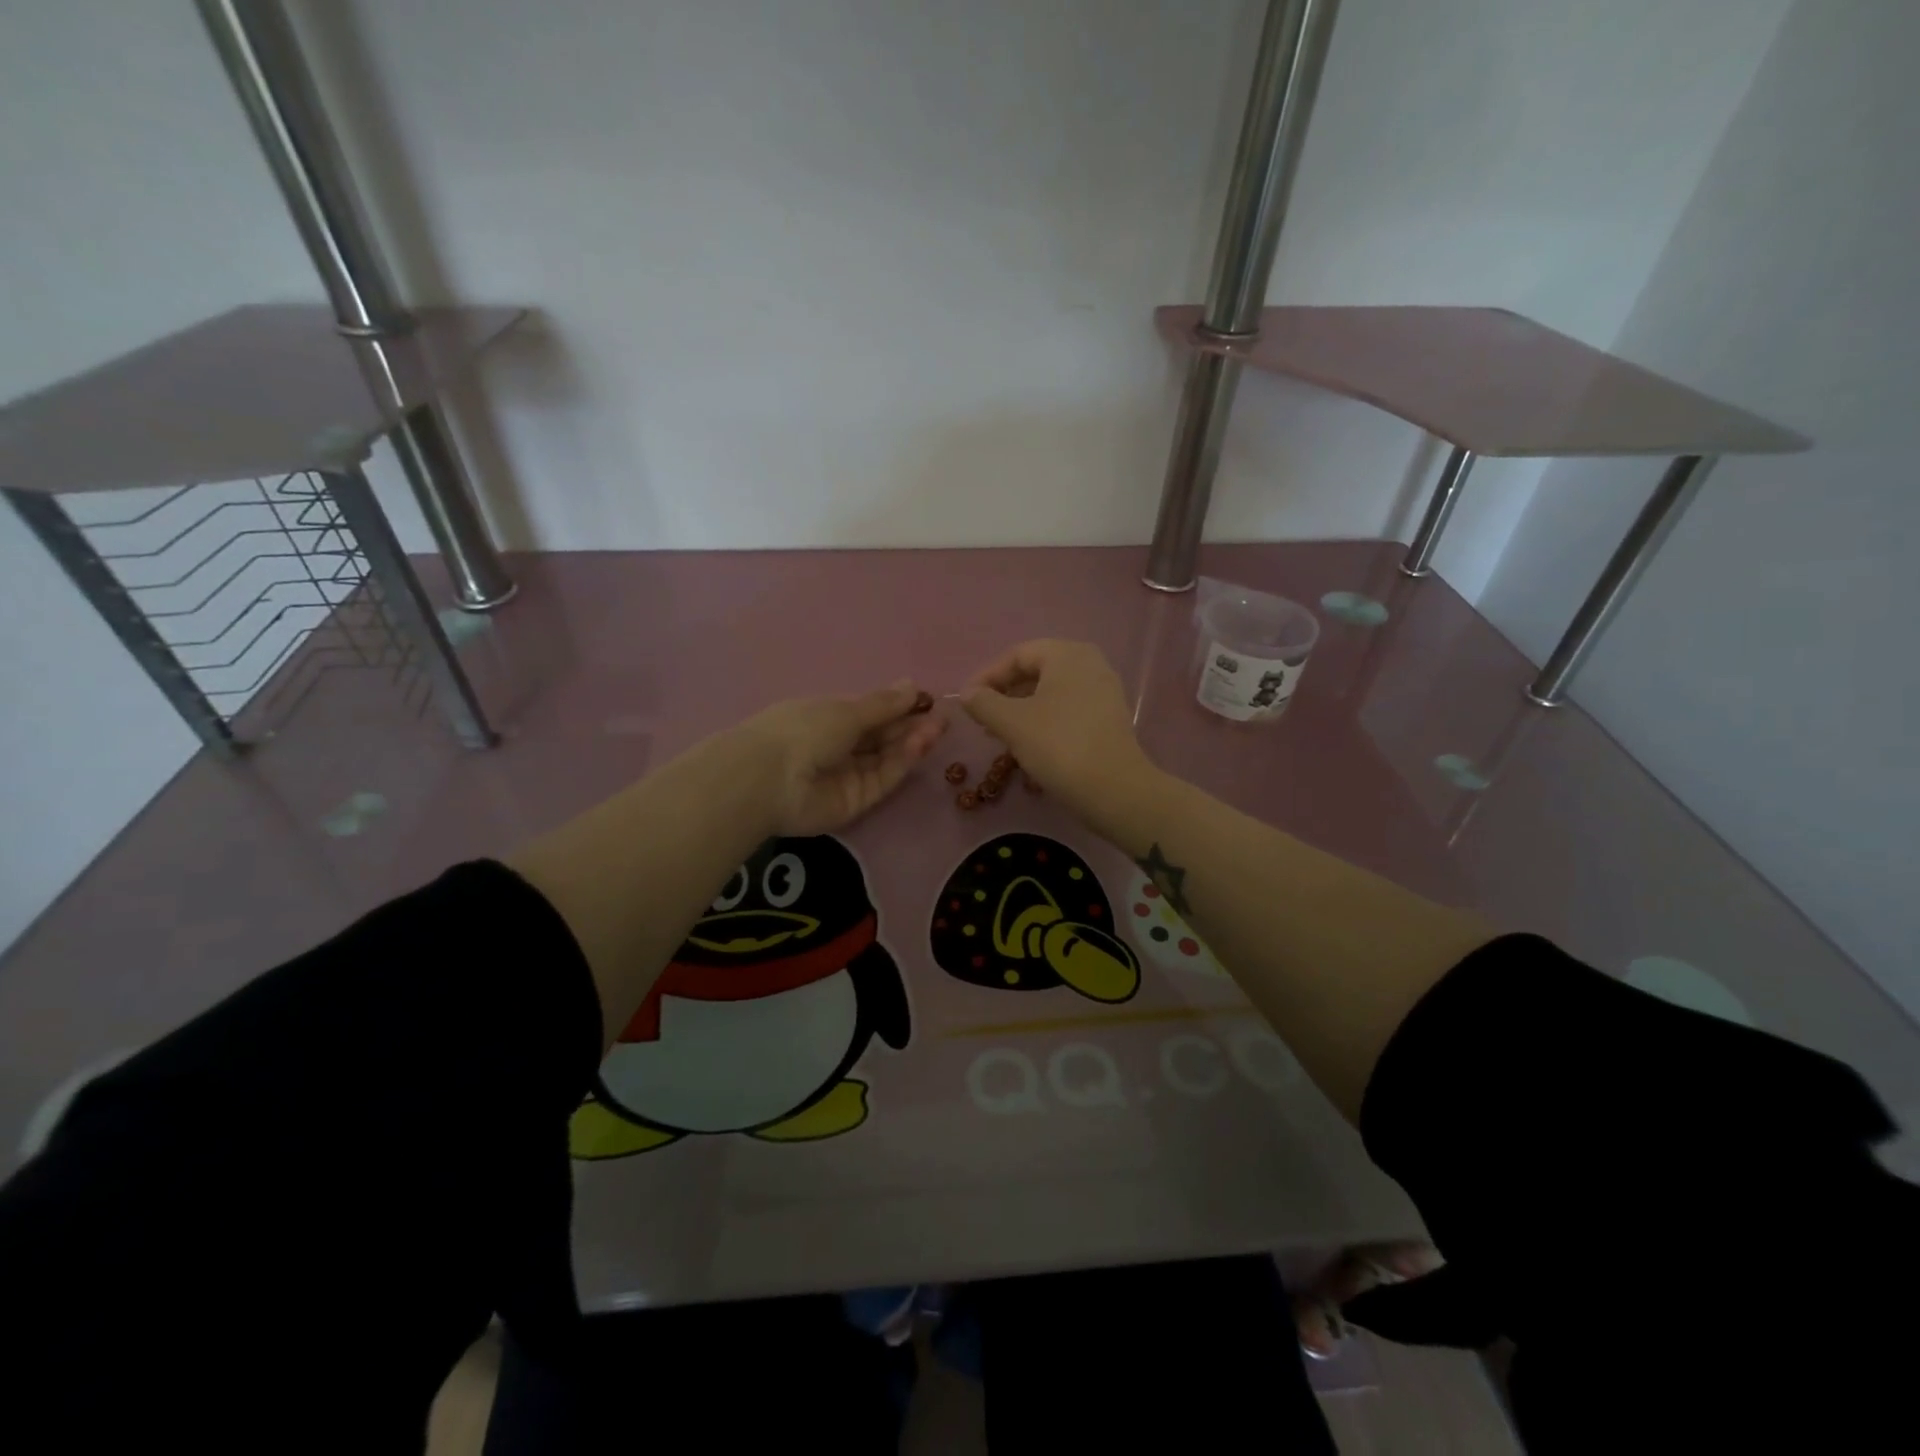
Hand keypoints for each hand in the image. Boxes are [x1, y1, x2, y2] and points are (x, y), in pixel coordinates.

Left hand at [740, 681, 946, 837]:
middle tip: (941, 717)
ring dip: (911, 743)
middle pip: (882, 737)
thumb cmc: (803, 730)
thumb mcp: (846, 710)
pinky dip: (901, 762)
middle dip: (911, 725)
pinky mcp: (855, 802)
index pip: (870, 713)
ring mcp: (847, 775)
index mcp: (828, 718)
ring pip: (886, 758)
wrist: (770, 779)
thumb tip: (912, 685)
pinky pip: (882, 779)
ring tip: (936, 728)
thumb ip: (883, 705)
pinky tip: (919, 745)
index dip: (899, 707)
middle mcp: (838, 746)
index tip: (927, 700)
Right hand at [960, 640, 1155, 828]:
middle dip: (1004, 693)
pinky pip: (1068, 708)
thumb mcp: (1012, 723)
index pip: (1017, 655)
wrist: (1115, 790)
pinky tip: (1029, 743)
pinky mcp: (1109, 717)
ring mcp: (1103, 691)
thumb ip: (984, 703)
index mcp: (1067, 654)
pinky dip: (1044, 720)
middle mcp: (1090, 663)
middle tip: (981, 718)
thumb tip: (967, 693)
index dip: (987, 676)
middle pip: (1036, 671)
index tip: (966, 702)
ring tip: (1000, 733)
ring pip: (1051, 692)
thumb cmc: (1059, 746)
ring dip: (1021, 709)